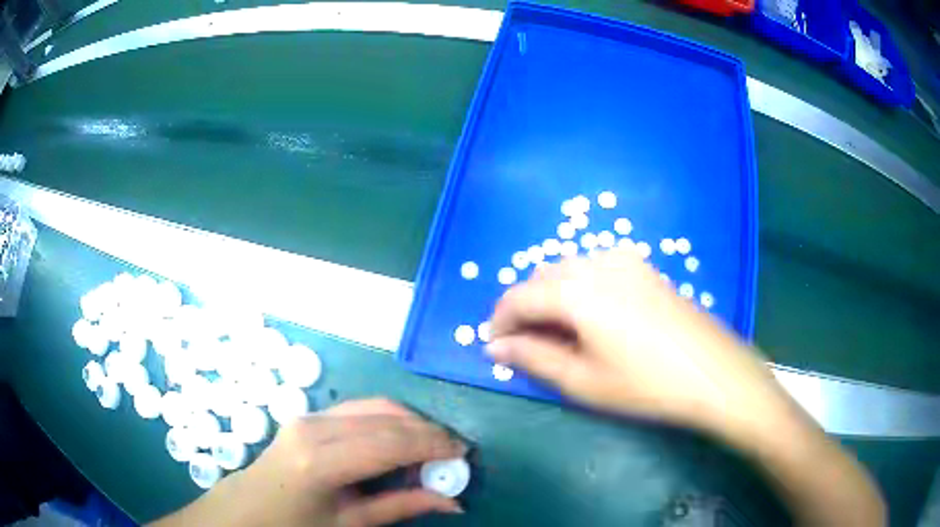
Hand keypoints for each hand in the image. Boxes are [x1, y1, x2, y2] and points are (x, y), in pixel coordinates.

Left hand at [154, 399, 465, 526]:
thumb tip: (454, 501)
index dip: (433, 445)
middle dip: (428, 432)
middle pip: (386, 417)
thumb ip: (402, 507)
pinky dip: (388, 422)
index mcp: (320, 461)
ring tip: (431, 449)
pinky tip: (399, 443)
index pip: (391, 443)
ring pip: (375, 406)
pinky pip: (359, 410)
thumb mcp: (351, 525)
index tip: (464, 455)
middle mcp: (314, 427)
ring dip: (410, 423)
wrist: (247, 510)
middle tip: (455, 453)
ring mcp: (308, 416)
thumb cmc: (296, 526)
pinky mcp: (308, 415)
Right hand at [486, 249, 781, 433]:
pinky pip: (595, 269)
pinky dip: (578, 289)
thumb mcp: (582, 380)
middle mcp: (595, 263)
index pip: (517, 297)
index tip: (494, 347)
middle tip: (525, 346)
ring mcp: (623, 260)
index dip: (499, 322)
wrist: (712, 372)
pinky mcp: (643, 267)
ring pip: (568, 270)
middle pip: (541, 278)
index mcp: (575, 289)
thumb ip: (532, 359)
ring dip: (550, 297)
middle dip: (524, 309)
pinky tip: (591, 318)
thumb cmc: (645, 384)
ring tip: (557, 335)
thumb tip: (496, 349)